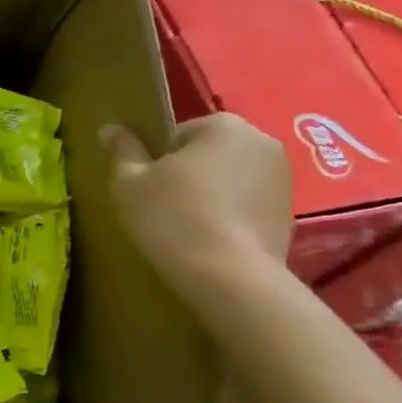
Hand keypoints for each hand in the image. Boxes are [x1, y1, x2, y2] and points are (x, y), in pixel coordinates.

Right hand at [101, 114, 291, 295]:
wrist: (229, 277)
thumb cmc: (173, 217)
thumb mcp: (129, 183)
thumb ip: (122, 150)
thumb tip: (111, 129)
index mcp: (223, 125)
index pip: (176, 134)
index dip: (155, 161)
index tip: (146, 188)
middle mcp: (262, 141)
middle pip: (206, 154)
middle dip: (186, 175)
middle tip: (163, 207)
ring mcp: (283, 179)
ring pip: (229, 179)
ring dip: (209, 195)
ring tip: (187, 228)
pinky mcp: (289, 213)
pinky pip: (247, 205)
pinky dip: (229, 216)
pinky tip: (211, 242)